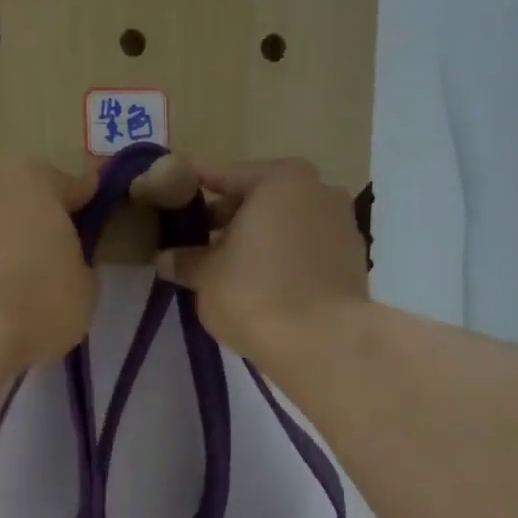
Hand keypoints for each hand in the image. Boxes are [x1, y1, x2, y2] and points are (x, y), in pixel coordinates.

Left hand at [0, 161, 98, 372]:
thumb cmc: (40, 299)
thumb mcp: (85, 289)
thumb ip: (79, 266)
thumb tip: (68, 267)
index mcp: (37, 182)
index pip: (74, 186)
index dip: (88, 204)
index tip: (95, 213)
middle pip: (25, 200)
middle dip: (39, 221)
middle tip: (55, 253)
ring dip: (5, 244)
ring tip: (21, 282)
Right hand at [157, 159, 368, 358]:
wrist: (322, 343)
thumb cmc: (254, 294)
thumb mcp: (205, 276)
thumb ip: (184, 260)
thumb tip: (165, 257)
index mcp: (278, 179)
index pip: (221, 175)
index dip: (190, 189)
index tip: (167, 198)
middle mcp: (316, 189)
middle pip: (258, 196)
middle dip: (226, 217)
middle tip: (195, 241)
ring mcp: (341, 222)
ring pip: (284, 222)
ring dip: (255, 238)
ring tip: (227, 267)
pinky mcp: (352, 257)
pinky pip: (304, 247)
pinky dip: (281, 257)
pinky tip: (261, 283)